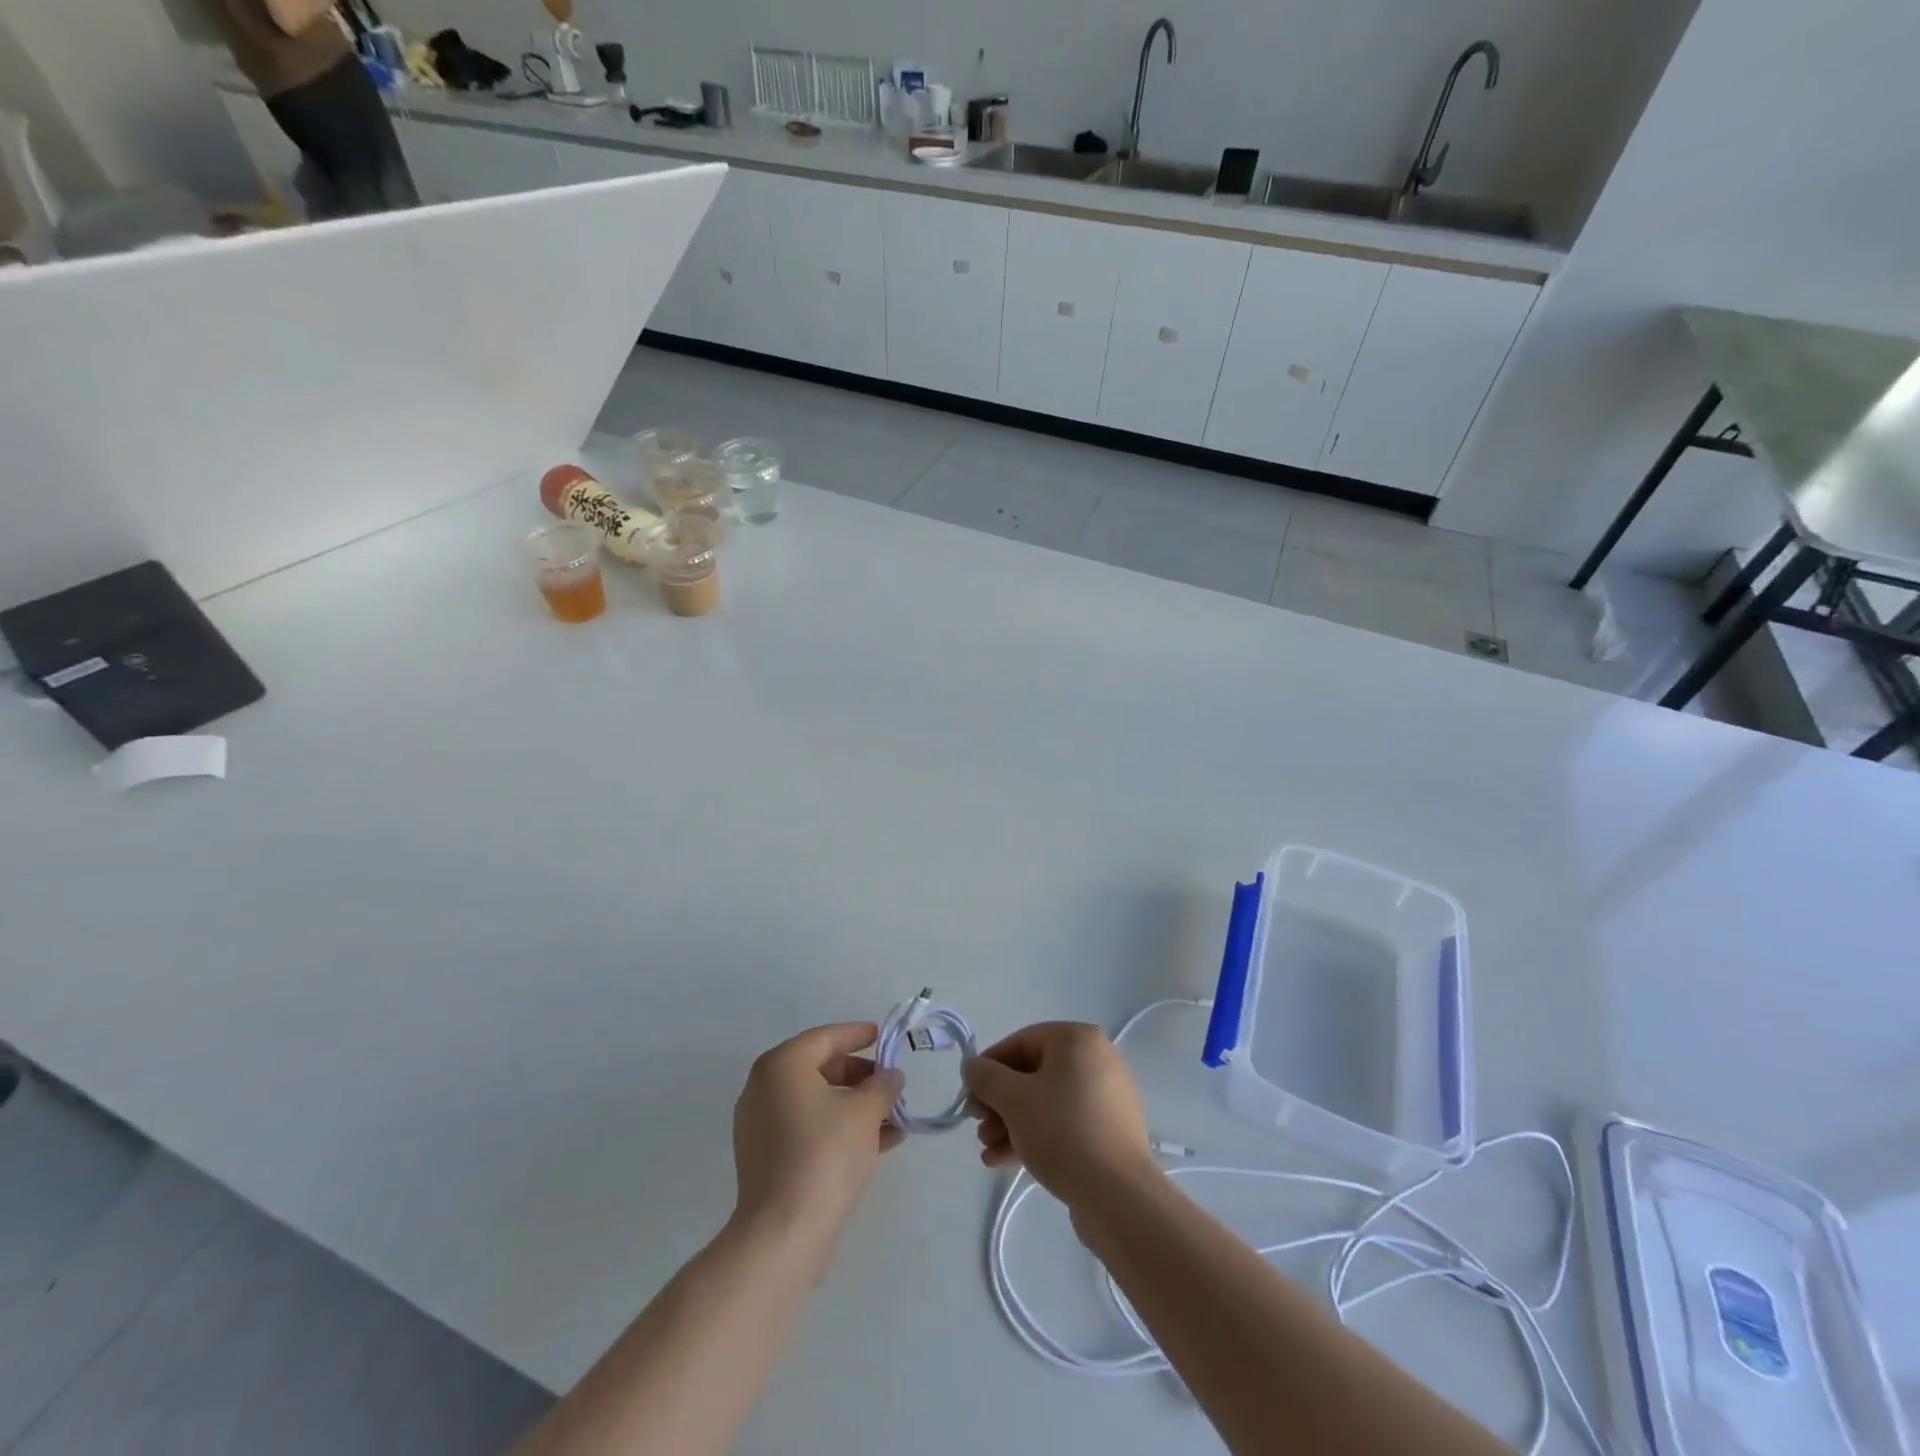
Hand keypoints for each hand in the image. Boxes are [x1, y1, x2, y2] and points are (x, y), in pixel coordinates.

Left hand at [731, 1023, 903, 1260]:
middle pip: (820, 1069)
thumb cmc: (825, 1155)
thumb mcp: (865, 1112)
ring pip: (817, 1103)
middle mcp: (764, 1088)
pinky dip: (838, 1129)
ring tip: (894, 1119)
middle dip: (861, 1077)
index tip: (882, 1036)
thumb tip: (891, 1076)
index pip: (825, 1038)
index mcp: (782, 1065)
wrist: (783, 1234)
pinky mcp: (765, 1159)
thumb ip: (882, 1086)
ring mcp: (760, 1125)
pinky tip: (877, 1143)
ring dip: (855, 1107)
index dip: (857, 1035)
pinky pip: (808, 1129)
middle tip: (891, 1085)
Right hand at [962, 1023, 1156, 1209]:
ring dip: (1011, 1122)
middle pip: (1033, 1074)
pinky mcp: (1108, 1131)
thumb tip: (972, 1066)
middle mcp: (1096, 1060)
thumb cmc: (1063, 1131)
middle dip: (1000, 1102)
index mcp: (1078, 1040)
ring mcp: (1105, 1097)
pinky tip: (1003, 1160)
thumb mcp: (1014, 1100)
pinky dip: (1035, 1135)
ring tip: (987, 1149)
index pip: (1021, 1042)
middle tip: (978, 1125)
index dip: (989, 1066)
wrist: (1119, 1196)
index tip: (969, 1094)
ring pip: (1046, 1102)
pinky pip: (1064, 1123)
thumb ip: (986, 1077)